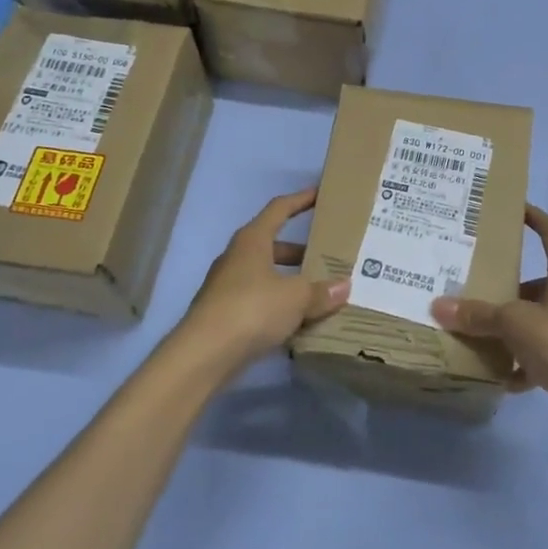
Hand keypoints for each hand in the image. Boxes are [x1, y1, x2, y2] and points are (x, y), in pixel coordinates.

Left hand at [175, 190, 350, 372]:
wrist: (203, 354)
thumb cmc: (251, 309)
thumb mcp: (295, 297)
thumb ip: (321, 291)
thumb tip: (344, 286)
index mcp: (252, 241)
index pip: (279, 209)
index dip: (301, 200)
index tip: (321, 194)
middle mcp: (237, 258)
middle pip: (274, 245)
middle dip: (302, 251)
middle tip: (329, 257)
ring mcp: (228, 287)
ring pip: (267, 275)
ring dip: (291, 281)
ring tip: (321, 292)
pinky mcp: (226, 315)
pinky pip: (260, 301)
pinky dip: (280, 306)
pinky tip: (300, 321)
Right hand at [431, 206, 547, 441]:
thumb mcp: (515, 323)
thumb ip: (478, 314)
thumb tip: (439, 306)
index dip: (536, 217)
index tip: (514, 209)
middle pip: (538, 282)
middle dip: (508, 287)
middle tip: (476, 286)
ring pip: (539, 319)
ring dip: (512, 327)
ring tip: (480, 332)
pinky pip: (543, 353)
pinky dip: (523, 362)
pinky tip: (501, 376)